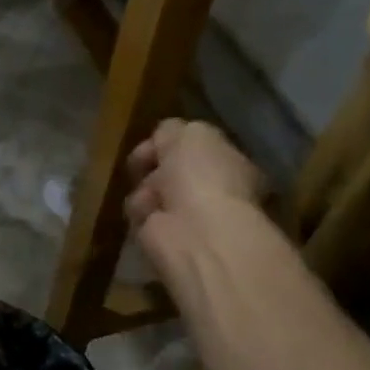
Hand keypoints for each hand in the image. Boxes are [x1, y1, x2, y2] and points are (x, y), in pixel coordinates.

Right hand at [124, 119, 266, 287]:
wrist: (194, 230)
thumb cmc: (200, 176)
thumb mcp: (189, 133)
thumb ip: (172, 131)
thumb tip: (160, 140)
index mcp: (228, 163)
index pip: (194, 149)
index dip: (171, 143)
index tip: (154, 143)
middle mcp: (212, 191)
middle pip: (170, 171)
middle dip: (153, 167)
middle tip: (142, 167)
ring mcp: (189, 218)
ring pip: (151, 192)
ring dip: (145, 191)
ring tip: (150, 198)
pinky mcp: (165, 239)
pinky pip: (142, 217)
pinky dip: (140, 214)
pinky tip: (148, 216)